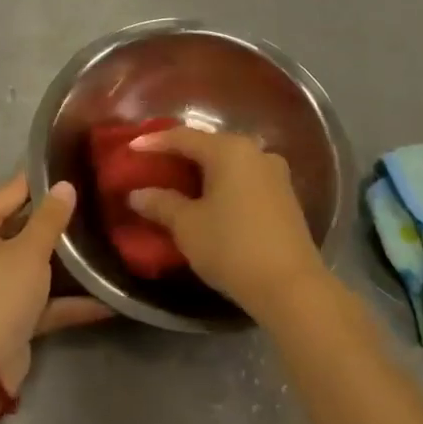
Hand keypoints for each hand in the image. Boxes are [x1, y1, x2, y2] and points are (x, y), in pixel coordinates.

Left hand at [0, 173, 113, 394]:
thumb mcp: (28, 251)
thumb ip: (50, 218)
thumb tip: (65, 185)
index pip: (10, 192)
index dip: (42, 181)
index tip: (76, 169)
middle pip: (23, 228)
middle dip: (58, 222)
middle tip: (97, 204)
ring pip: (34, 265)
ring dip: (66, 263)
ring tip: (104, 243)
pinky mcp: (10, 316)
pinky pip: (42, 300)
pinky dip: (68, 300)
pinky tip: (106, 299)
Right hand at [127, 128, 328, 320]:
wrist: (291, 286)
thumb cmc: (232, 247)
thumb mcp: (188, 226)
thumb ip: (160, 204)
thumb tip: (137, 194)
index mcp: (229, 150)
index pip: (183, 137)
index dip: (154, 142)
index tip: (131, 149)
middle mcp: (255, 152)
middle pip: (209, 145)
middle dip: (180, 154)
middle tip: (154, 165)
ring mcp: (275, 174)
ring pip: (230, 163)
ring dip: (204, 171)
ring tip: (179, 183)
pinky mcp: (285, 196)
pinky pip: (245, 179)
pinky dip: (224, 184)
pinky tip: (210, 200)